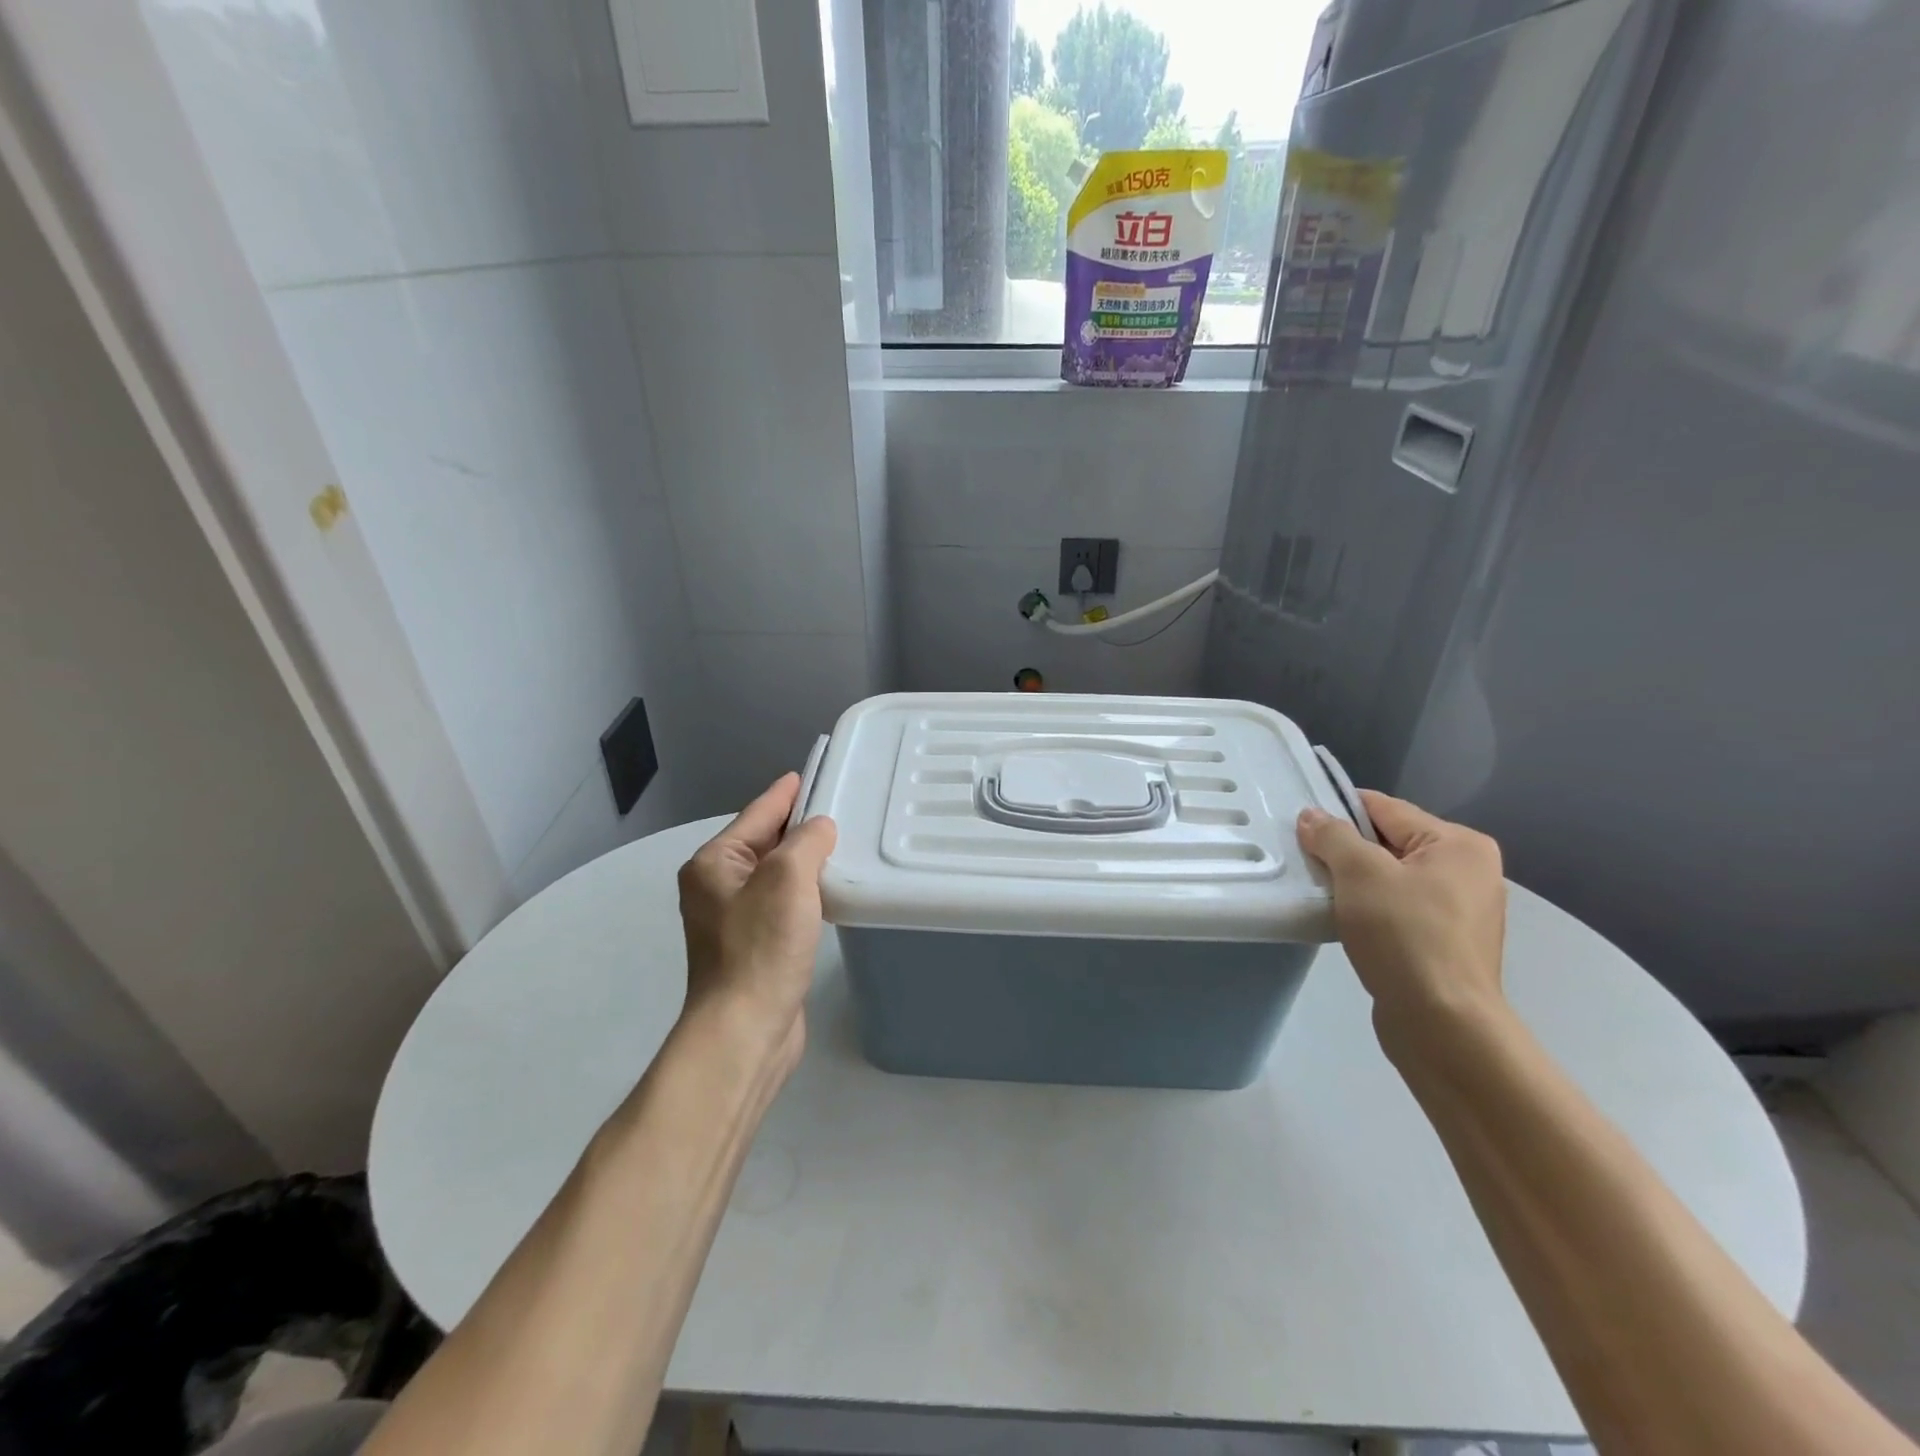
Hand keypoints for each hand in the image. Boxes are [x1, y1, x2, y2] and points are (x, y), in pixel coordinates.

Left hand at [677, 775, 837, 1069]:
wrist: (745, 1029)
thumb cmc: (762, 947)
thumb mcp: (788, 878)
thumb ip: (807, 841)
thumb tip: (819, 830)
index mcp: (714, 863)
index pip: (758, 813)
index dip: (786, 792)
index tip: (811, 772)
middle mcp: (717, 886)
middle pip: (765, 841)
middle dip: (799, 825)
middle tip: (840, 806)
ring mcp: (734, 918)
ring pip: (776, 874)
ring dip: (805, 860)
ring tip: (843, 843)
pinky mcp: (754, 945)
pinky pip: (783, 902)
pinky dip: (805, 891)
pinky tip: (831, 889)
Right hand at [1296, 791, 1507, 1048]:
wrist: (1442, 1023)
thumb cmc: (1405, 935)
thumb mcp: (1360, 874)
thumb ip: (1333, 836)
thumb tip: (1312, 816)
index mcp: (1459, 844)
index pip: (1385, 809)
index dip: (1339, 812)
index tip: (1300, 825)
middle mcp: (1468, 870)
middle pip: (1389, 842)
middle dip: (1346, 851)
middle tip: (1304, 860)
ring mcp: (1461, 909)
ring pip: (1391, 878)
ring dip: (1355, 883)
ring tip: (1319, 891)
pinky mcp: (1446, 942)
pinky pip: (1398, 908)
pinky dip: (1369, 909)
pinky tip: (1343, 920)